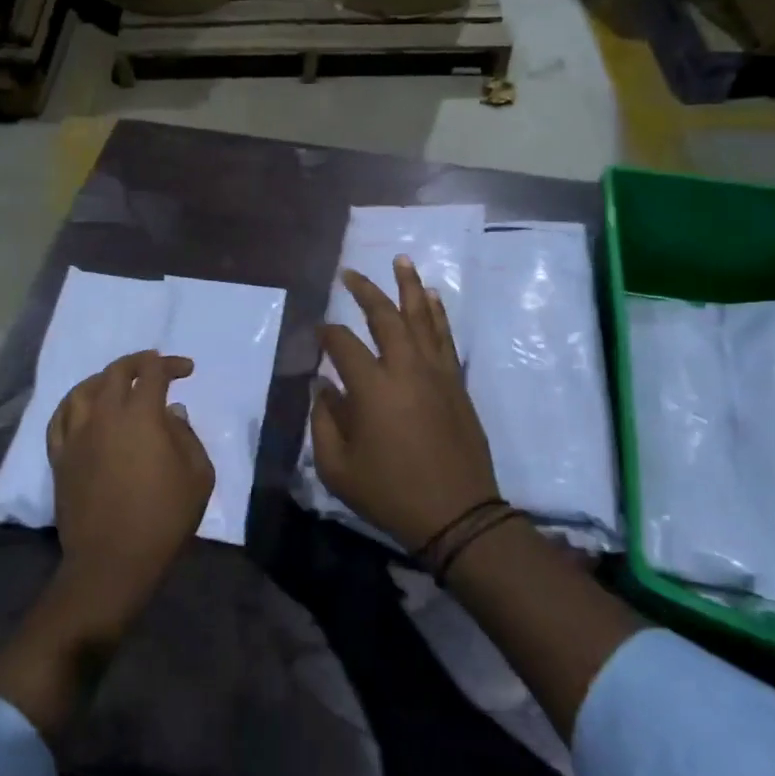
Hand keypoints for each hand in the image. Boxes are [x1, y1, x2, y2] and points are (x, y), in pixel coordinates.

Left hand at [46, 350, 214, 633]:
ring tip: (117, 382)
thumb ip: (187, 436)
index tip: (186, 370)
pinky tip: (83, 407)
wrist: (113, 561)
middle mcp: (105, 415)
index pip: (153, 372)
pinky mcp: (60, 457)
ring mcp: (77, 435)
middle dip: (139, 362)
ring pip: (84, 390)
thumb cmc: (164, 519)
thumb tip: (172, 413)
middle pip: (116, 372)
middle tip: (154, 366)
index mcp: (142, 416)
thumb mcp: (198, 476)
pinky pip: (60, 418)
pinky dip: (74, 403)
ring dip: (105, 378)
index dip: (171, 364)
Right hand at [313, 257, 498, 549]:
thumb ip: (323, 421)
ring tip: (401, 260)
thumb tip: (322, 387)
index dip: (326, 334)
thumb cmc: (390, 494)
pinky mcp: (456, 382)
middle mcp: (405, 368)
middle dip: (365, 291)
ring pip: (422, 317)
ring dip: (409, 286)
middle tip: (350, 273)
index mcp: (372, 388)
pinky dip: (437, 313)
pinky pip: (445, 336)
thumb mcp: (337, 468)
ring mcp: (436, 372)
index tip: (317, 334)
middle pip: (385, 317)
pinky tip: (432, 297)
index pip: (342, 344)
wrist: (457, 514)